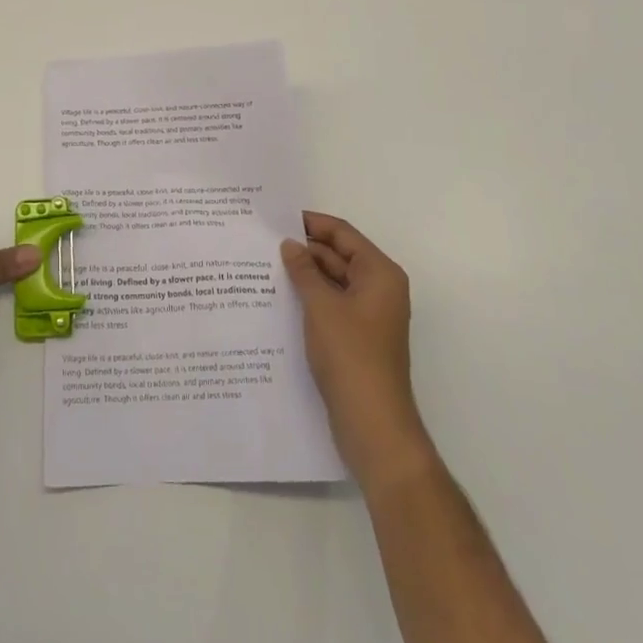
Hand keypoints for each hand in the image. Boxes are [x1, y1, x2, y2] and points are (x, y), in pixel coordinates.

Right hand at [282, 212, 434, 487]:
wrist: (373, 425)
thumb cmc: (350, 356)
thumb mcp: (321, 306)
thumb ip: (304, 271)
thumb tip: (290, 244)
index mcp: (379, 274)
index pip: (342, 234)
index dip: (311, 223)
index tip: (276, 217)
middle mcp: (379, 289)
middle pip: (338, 256)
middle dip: (304, 249)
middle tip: (263, 243)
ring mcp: (369, 315)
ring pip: (333, 281)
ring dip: (305, 275)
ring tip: (264, 267)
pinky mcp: (357, 338)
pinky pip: (331, 305)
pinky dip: (310, 298)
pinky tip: (279, 299)